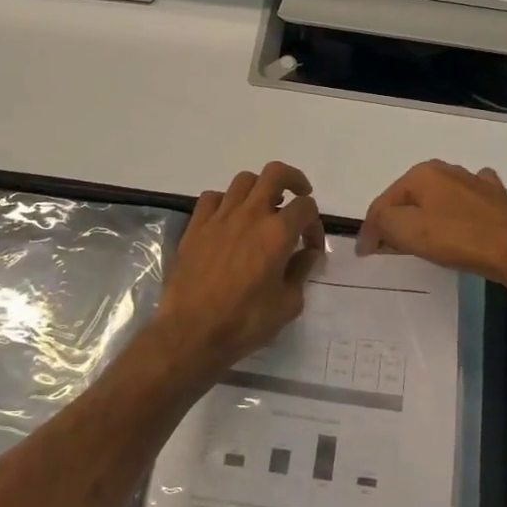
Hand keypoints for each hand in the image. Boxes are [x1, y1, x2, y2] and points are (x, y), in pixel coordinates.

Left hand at [155, 162, 326, 374]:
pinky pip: (213, 198)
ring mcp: (220, 218)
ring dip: (259, 189)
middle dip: (293, 180)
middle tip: (298, 196)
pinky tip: (229, 219)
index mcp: (277, 233)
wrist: (192, 333)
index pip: (306, 207)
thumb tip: (308, 254)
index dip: (315, 224)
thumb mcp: (288, 304)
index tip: (311, 247)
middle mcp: (250, 215)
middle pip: (275, 174)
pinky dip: (226, 201)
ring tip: (263, 207)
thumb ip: (301, 272)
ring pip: (243, 181)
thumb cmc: (245, 322)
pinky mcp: (196, 227)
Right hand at [356, 161, 506, 294]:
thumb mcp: (408, 231)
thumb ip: (382, 224)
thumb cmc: (458, 238)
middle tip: (390, 248)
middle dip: (397, 220)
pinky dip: (455, 212)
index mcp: (422, 174)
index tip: (365, 254)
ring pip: (437, 198)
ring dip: (425, 216)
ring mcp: (475, 182)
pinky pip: (465, 203)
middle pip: (410, 198)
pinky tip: (459, 221)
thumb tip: (371, 232)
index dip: (371, 229)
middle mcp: (447, 170)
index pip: (384, 201)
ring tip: (421, 239)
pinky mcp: (496, 198)